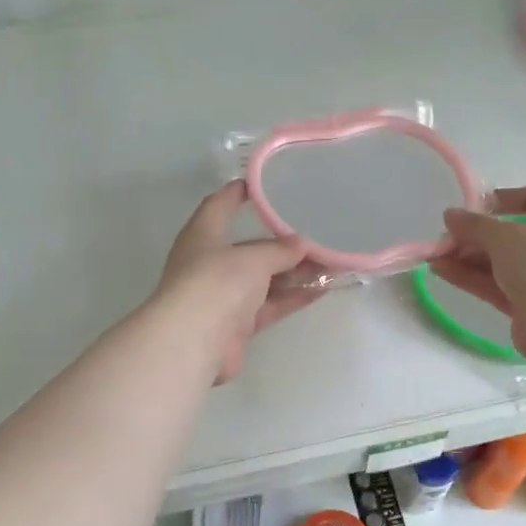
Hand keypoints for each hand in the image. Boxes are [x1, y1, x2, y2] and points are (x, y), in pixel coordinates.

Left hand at [154, 181, 326, 383]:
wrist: (195, 340)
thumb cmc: (217, 282)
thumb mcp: (253, 258)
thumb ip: (280, 250)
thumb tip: (302, 244)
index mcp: (203, 235)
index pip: (220, 205)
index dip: (239, 193)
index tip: (264, 184)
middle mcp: (211, 263)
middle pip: (251, 248)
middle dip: (283, 245)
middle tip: (318, 236)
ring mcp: (224, 296)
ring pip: (265, 280)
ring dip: (295, 273)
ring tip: (330, 264)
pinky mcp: (238, 325)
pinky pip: (270, 305)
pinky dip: (293, 298)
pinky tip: (321, 290)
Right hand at [430, 186, 525, 360]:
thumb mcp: (503, 236)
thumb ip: (474, 225)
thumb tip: (450, 215)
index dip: (505, 198)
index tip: (475, 205)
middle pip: (513, 236)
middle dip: (476, 237)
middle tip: (446, 239)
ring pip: (502, 264)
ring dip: (468, 259)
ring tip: (435, 257)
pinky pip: (498, 287)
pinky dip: (472, 278)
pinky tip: (442, 272)